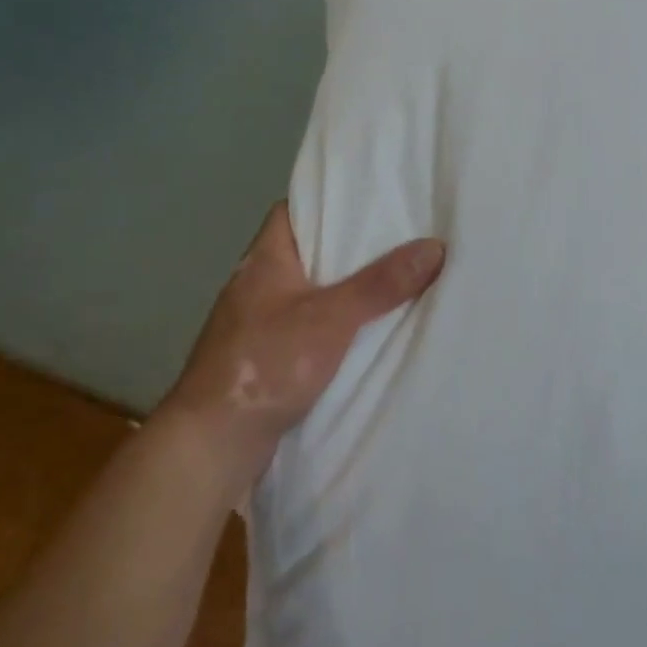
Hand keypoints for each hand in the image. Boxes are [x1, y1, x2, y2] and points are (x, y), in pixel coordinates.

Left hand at [161, 204, 445, 489]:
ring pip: (310, 292)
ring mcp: (257, 324)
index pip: (294, 209)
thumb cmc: (265, 363)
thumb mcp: (331, 317)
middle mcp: (256, 285)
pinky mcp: (264, 359)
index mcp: (264, 259)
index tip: (370, 200)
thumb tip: (435, 246)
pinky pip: (307, 328)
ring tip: (393, 279)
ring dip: (343, 290)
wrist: (211, 446)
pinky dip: (334, 325)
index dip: (329, 201)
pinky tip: (365, 332)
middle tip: (398, 238)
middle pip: (308, 251)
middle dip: (349, 248)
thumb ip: (381, 284)